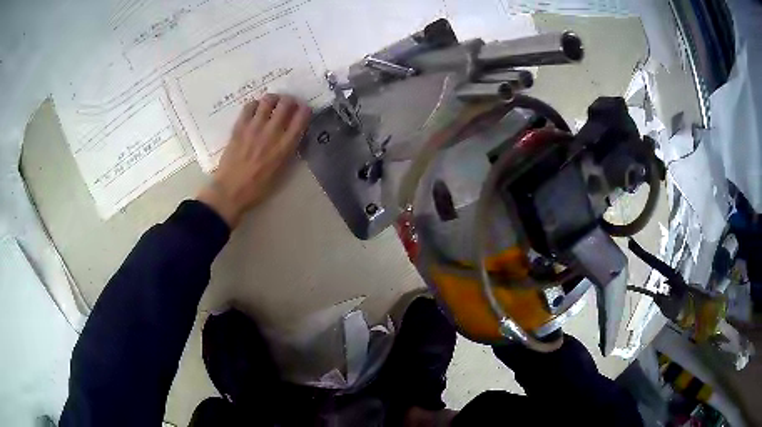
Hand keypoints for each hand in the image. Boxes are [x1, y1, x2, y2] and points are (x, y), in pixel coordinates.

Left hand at [197, 93, 311, 227]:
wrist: (230, 191)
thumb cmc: (257, 188)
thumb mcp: (281, 172)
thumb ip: (288, 151)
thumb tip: (292, 136)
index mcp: (285, 146)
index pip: (302, 118)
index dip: (305, 110)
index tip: (304, 110)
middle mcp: (272, 133)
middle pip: (286, 104)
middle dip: (290, 101)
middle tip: (288, 104)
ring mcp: (254, 128)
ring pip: (268, 101)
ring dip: (274, 99)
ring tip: (273, 103)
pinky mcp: (239, 127)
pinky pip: (249, 106)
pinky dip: (255, 104)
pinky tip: (256, 109)